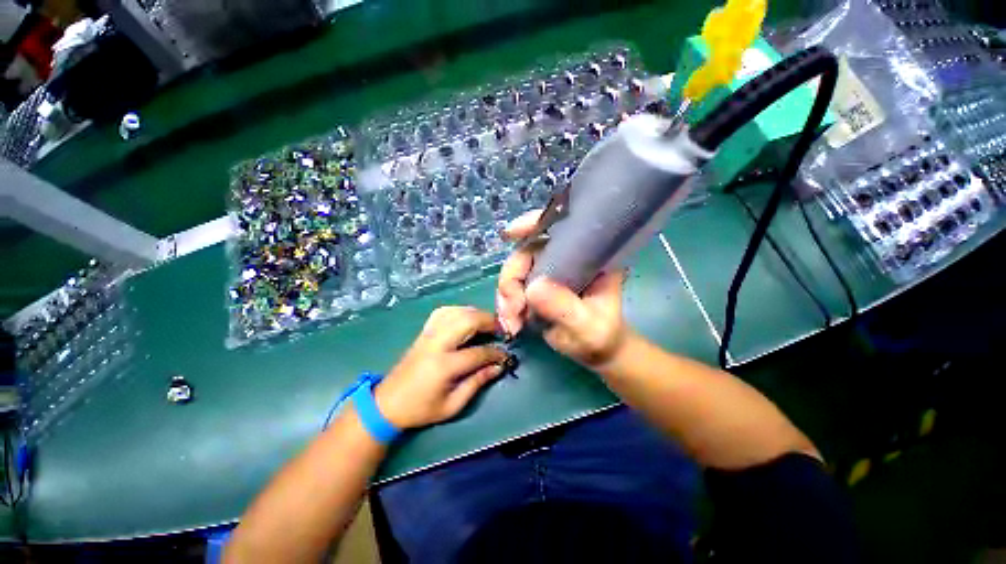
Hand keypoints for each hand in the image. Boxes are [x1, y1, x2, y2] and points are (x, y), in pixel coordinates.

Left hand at [375, 307, 507, 429]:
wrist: (387, 403)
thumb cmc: (421, 409)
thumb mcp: (452, 405)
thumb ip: (477, 383)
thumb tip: (498, 367)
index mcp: (444, 366)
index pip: (478, 352)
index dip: (496, 353)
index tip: (505, 355)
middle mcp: (437, 344)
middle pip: (468, 321)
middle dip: (489, 322)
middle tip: (502, 330)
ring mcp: (429, 335)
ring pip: (456, 312)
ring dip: (476, 314)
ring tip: (488, 323)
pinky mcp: (424, 332)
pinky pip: (444, 312)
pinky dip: (459, 311)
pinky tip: (467, 317)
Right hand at [496, 210, 629, 368]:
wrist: (594, 350)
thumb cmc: (600, 336)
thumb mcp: (588, 327)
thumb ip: (564, 309)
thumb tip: (533, 289)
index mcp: (588, 256)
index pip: (560, 228)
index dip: (534, 224)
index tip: (511, 233)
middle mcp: (565, 257)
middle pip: (527, 251)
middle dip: (511, 280)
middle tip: (512, 309)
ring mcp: (548, 270)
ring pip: (515, 270)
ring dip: (506, 296)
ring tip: (512, 323)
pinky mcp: (536, 284)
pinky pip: (512, 286)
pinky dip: (506, 304)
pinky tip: (511, 323)